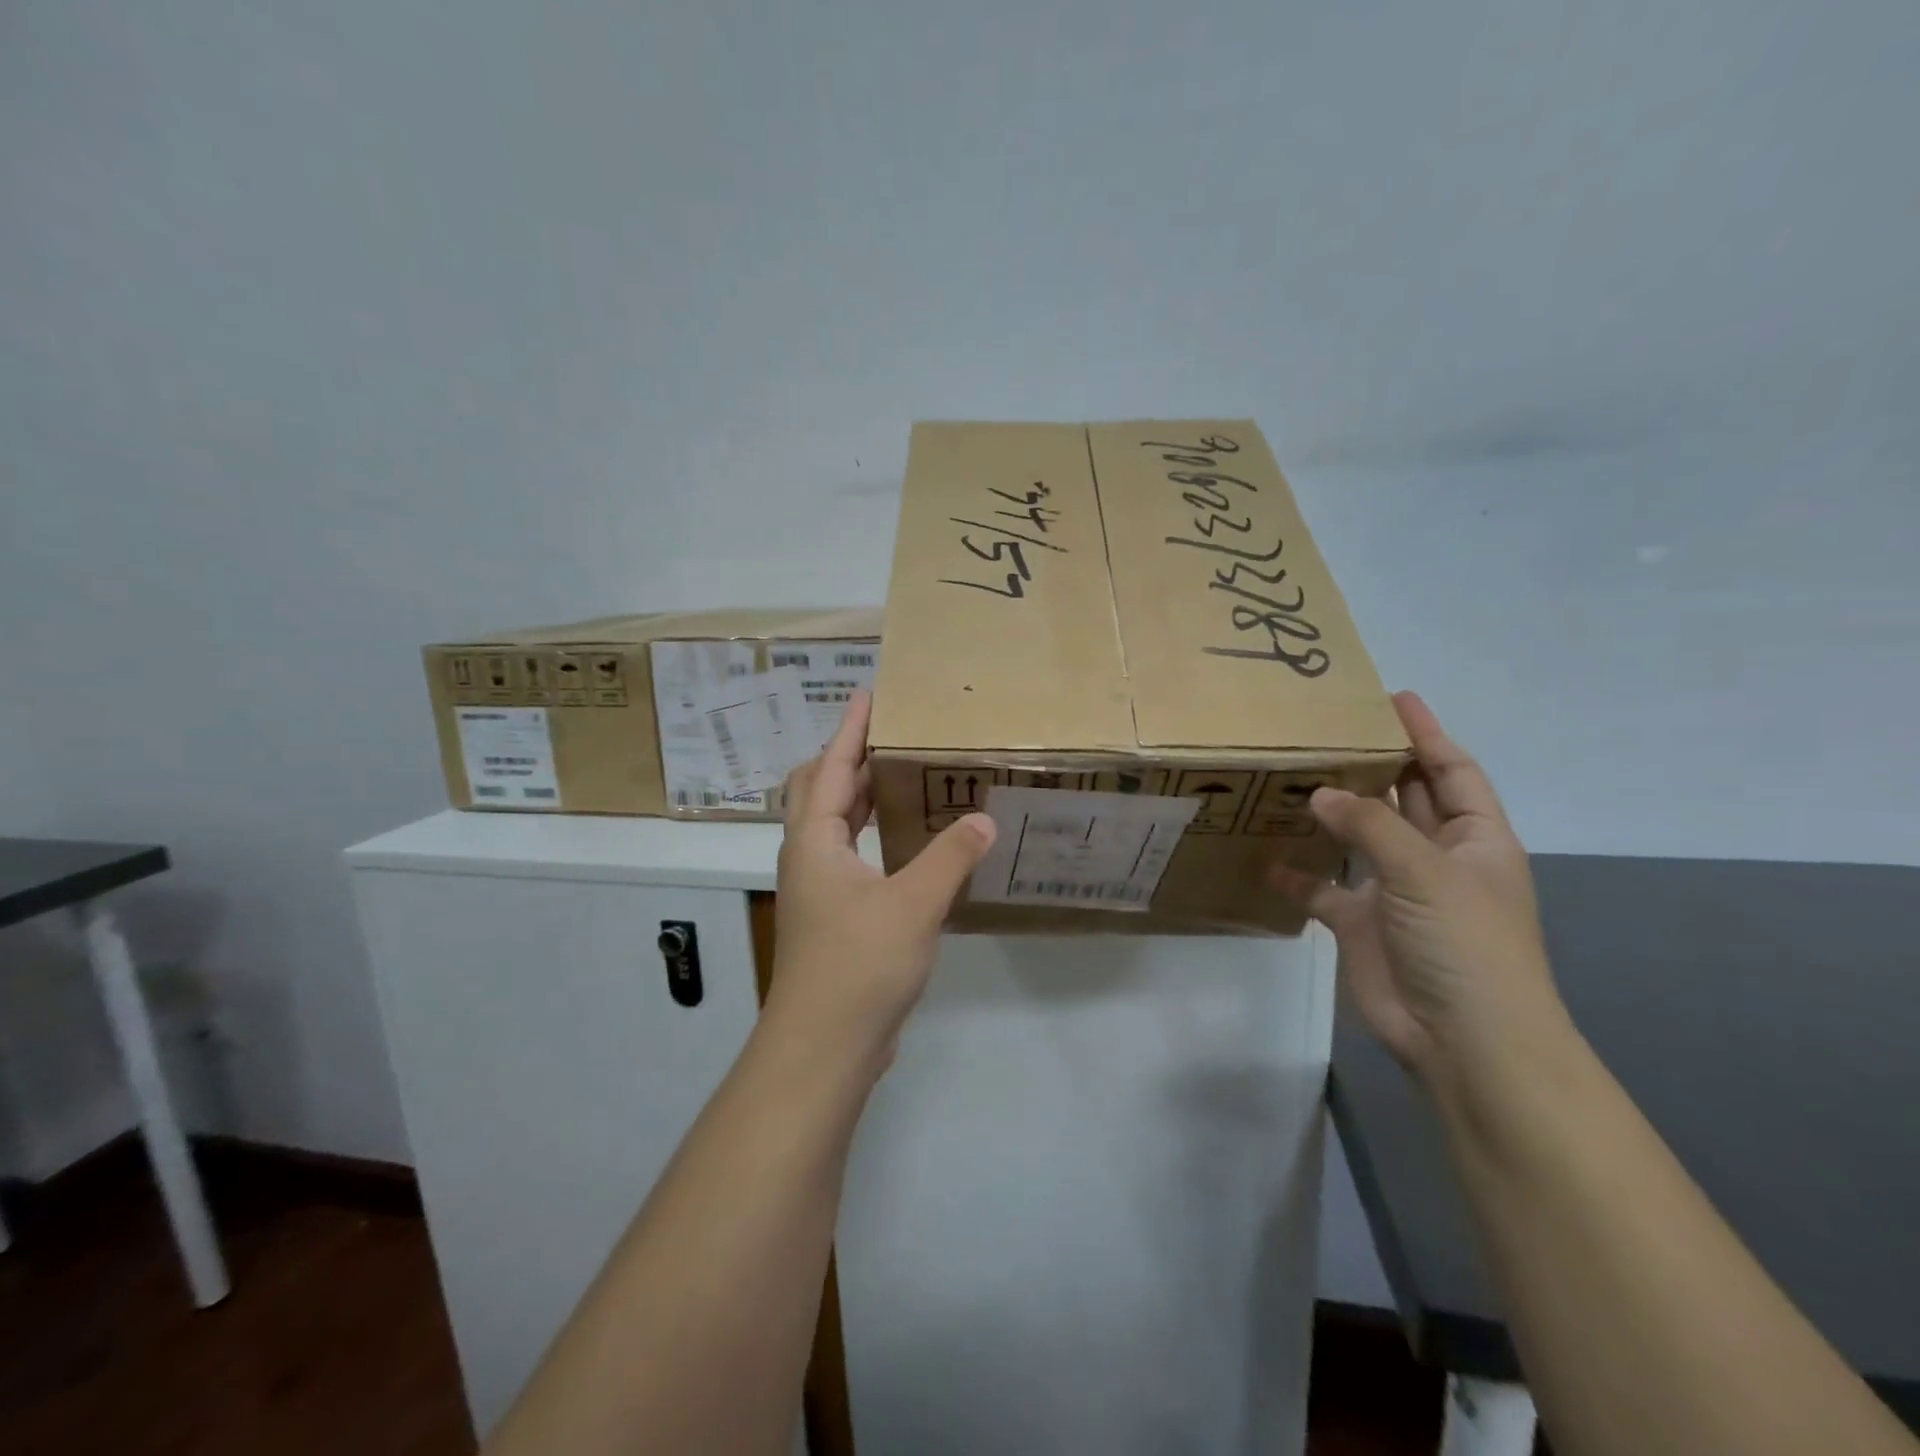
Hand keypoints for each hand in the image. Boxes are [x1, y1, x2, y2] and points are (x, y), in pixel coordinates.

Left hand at [765, 691, 995, 1074]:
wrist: (823, 1047)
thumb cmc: (859, 965)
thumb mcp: (913, 904)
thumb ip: (950, 857)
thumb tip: (983, 818)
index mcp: (815, 841)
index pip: (832, 768)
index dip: (850, 730)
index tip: (869, 695)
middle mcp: (809, 856)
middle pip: (820, 790)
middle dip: (848, 757)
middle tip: (887, 734)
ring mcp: (818, 889)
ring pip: (833, 825)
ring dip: (859, 795)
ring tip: (899, 775)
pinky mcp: (833, 916)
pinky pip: (850, 855)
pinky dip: (871, 834)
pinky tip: (906, 842)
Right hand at [1275, 691, 1570, 1093]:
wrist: (1463, 1041)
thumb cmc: (1465, 945)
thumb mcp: (1426, 872)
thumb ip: (1370, 826)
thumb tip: (1318, 793)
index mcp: (1475, 840)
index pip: (1451, 771)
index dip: (1425, 734)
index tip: (1392, 698)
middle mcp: (1436, 859)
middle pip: (1404, 799)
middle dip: (1373, 766)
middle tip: (1326, 731)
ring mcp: (1397, 893)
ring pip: (1359, 839)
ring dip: (1330, 815)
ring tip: (1289, 778)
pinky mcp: (1361, 924)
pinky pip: (1325, 888)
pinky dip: (1299, 874)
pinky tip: (1267, 857)